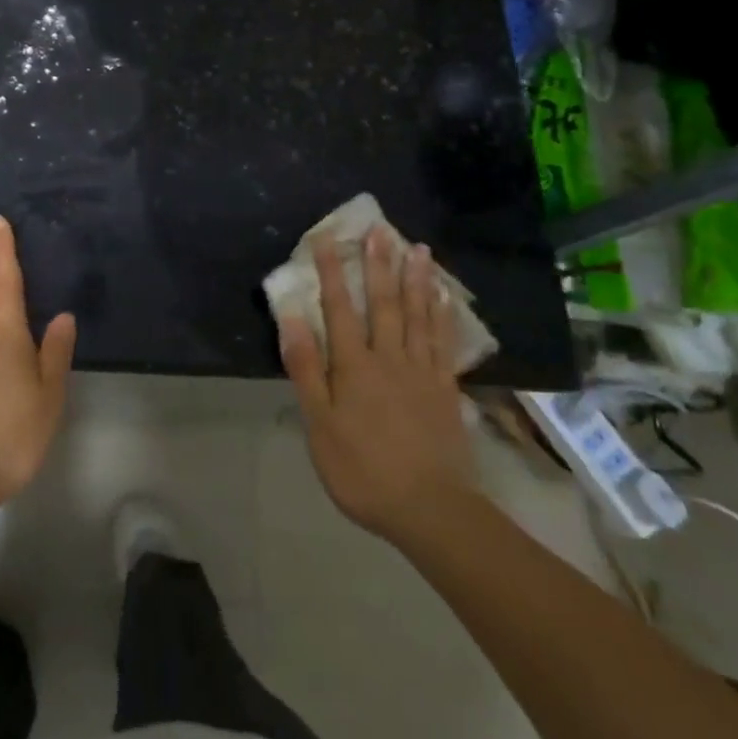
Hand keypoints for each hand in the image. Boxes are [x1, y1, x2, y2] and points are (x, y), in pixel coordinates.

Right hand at [278, 227, 478, 546]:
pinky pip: (443, 342)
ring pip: (417, 315)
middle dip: (379, 264)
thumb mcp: (320, 426)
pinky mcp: (445, 388)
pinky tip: (444, 297)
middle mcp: (388, 357)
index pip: (339, 309)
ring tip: (417, 248)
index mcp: (354, 366)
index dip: (331, 273)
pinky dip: (443, 315)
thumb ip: (306, 370)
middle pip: (383, 303)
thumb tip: (292, 319)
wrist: (430, 509)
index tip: (327, 239)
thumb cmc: (363, 470)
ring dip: (416, 279)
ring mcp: (421, 371)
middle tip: (381, 229)